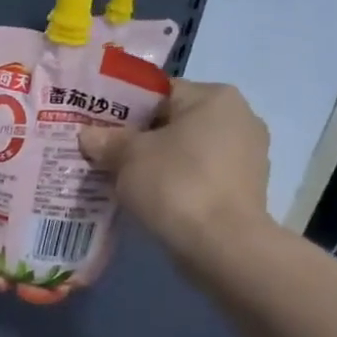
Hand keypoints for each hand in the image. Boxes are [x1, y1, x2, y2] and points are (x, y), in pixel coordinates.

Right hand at [79, 81, 272, 261]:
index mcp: (214, 97)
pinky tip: (151, 198)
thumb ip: (107, 140)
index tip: (97, 127)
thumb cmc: (175, 183)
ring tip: (122, 179)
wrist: (222, 245)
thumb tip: (89, 135)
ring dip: (158, 162)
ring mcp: (247, 155)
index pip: (159, 91)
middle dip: (140, 137)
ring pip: (187, 151)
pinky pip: (199, 176)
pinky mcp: (245, 189)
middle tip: (104, 154)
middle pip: (174, 121)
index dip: (123, 107)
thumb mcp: (127, 156)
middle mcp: (239, 117)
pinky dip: (176, 183)